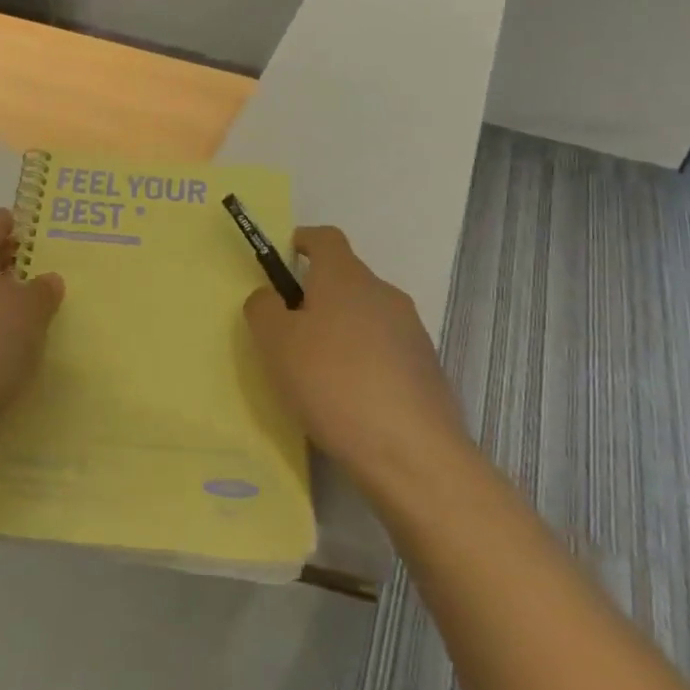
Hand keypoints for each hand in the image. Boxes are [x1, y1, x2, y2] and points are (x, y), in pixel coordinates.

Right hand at [243, 225, 467, 483]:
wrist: (411, 452)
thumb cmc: (331, 382)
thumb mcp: (275, 343)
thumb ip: (263, 309)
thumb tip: (271, 297)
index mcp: (345, 277)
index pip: (326, 238)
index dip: (304, 241)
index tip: (286, 257)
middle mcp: (383, 293)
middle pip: (346, 278)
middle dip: (317, 295)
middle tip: (290, 330)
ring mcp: (411, 330)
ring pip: (366, 315)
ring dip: (342, 330)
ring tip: (318, 372)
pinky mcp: (426, 367)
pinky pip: (385, 349)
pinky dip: (364, 361)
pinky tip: (350, 399)